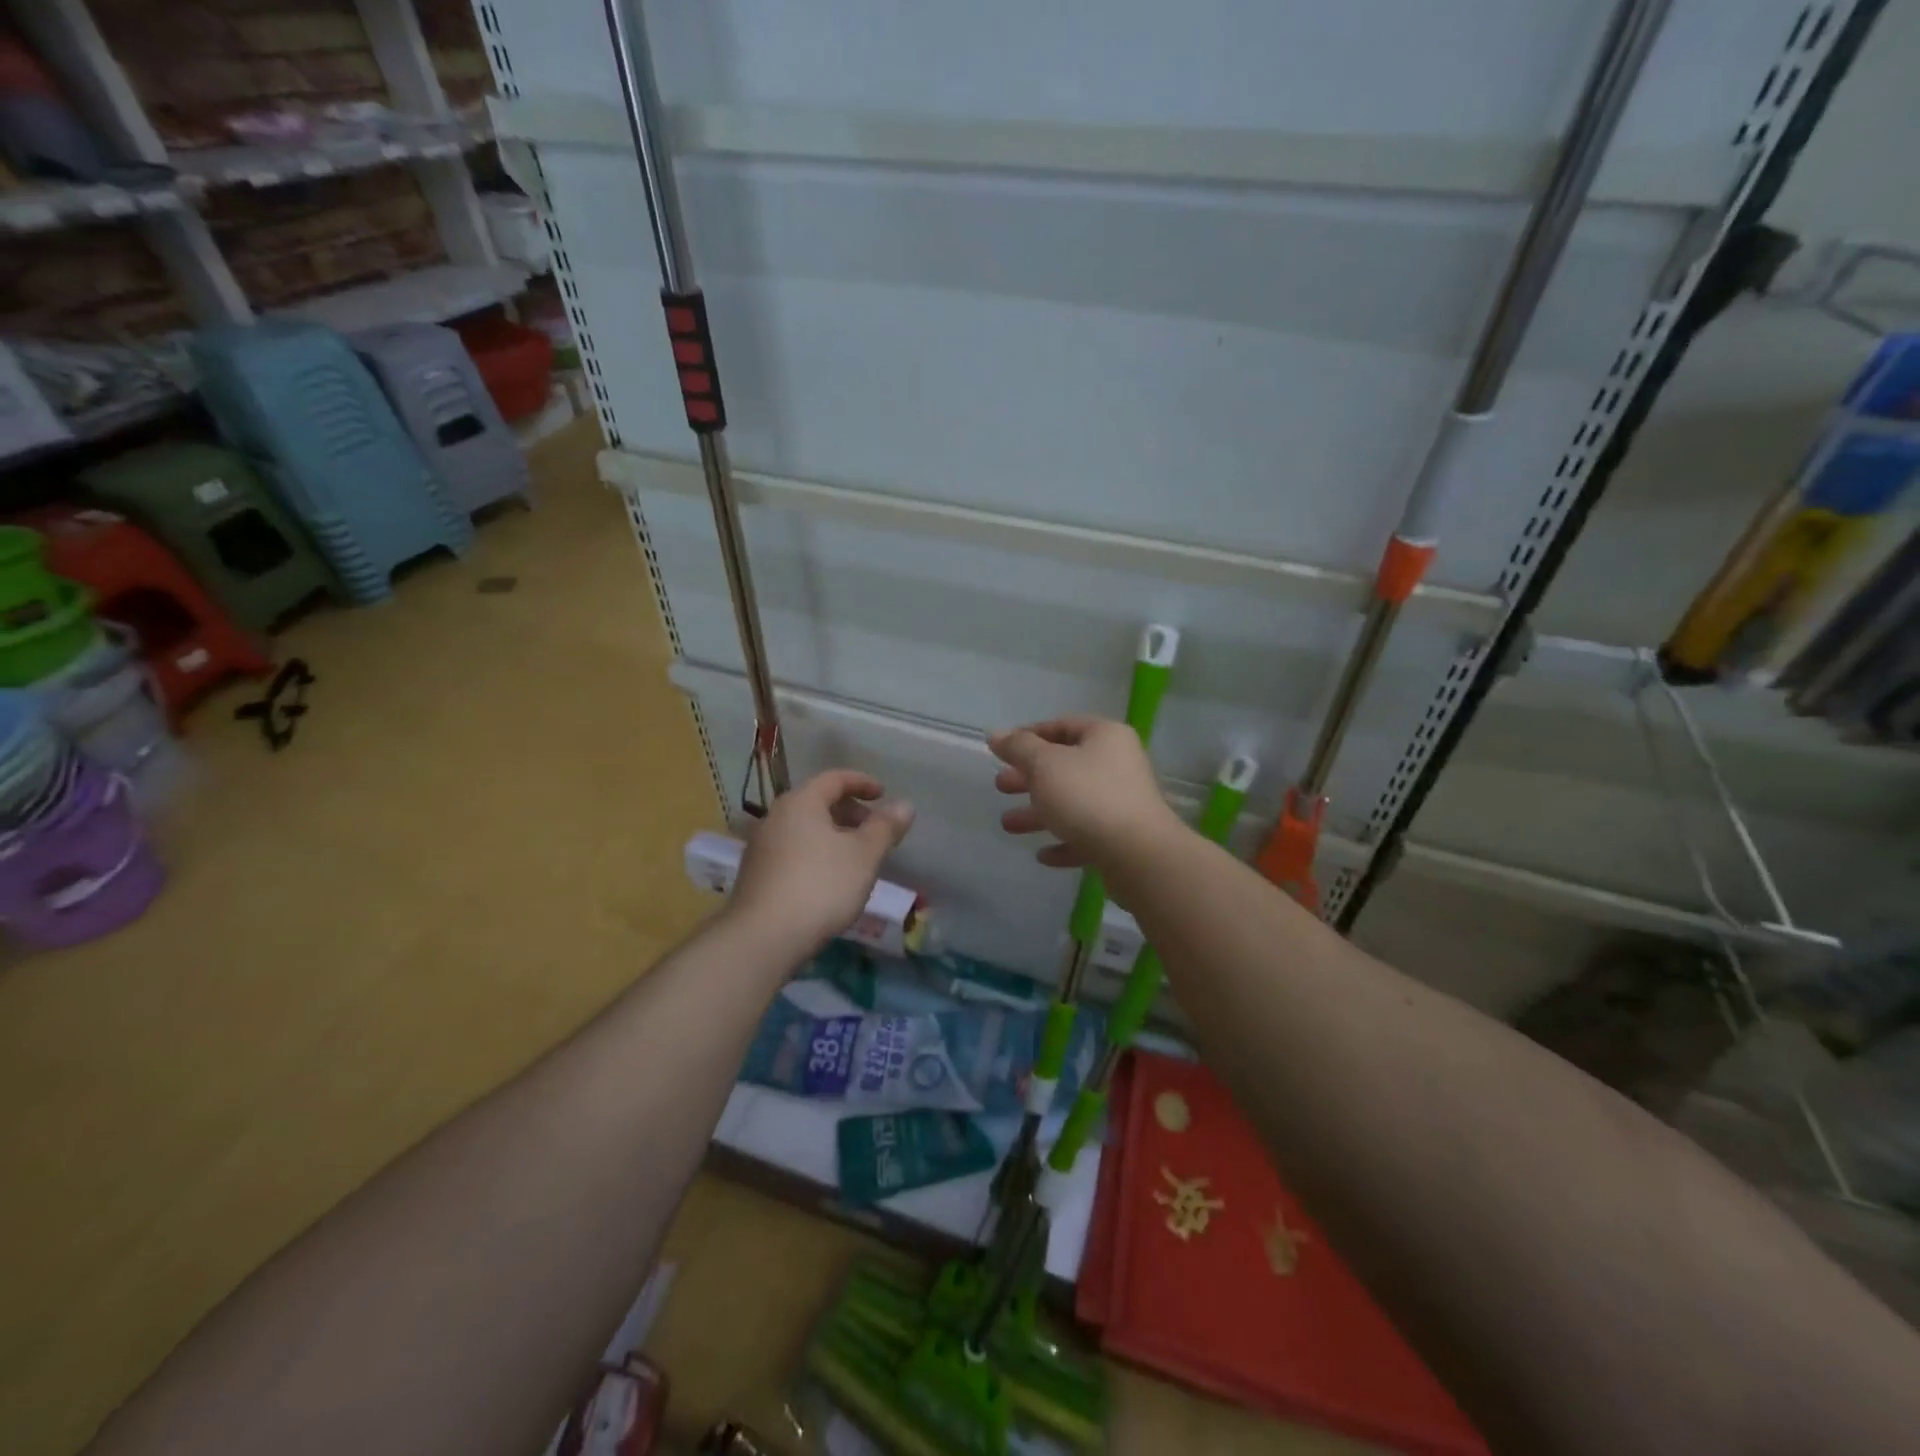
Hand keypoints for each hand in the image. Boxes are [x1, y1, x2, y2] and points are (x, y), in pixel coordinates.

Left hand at [728, 769, 914, 955]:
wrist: (763, 937)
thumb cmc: (821, 886)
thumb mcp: (864, 855)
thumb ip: (885, 827)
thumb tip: (905, 805)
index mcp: (801, 802)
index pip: (834, 779)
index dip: (862, 782)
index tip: (883, 794)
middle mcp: (775, 817)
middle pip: (817, 802)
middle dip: (849, 812)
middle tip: (873, 830)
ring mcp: (761, 847)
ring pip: (803, 829)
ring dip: (832, 835)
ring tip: (855, 858)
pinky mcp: (755, 875)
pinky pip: (792, 851)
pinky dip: (815, 854)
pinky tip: (829, 881)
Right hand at [990, 716, 1177, 869]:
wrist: (1137, 855)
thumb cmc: (1087, 797)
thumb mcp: (1044, 765)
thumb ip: (1018, 748)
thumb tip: (996, 734)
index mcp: (1105, 737)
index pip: (1062, 725)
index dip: (1029, 735)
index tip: (1002, 751)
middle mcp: (1118, 764)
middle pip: (1066, 765)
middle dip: (1029, 777)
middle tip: (1000, 786)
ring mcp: (1123, 802)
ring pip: (1073, 802)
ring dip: (1039, 813)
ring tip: (1008, 824)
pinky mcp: (1123, 838)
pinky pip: (1087, 834)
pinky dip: (1064, 841)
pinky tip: (1043, 855)